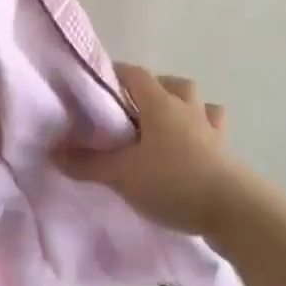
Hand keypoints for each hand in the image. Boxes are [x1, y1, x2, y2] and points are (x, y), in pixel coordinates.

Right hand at [56, 64, 248, 236]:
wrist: (233, 210)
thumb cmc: (173, 182)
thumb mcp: (122, 175)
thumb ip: (87, 163)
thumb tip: (52, 151)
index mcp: (160, 103)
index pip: (135, 74)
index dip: (116, 75)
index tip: (98, 87)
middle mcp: (187, 107)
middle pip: (170, 84)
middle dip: (150, 91)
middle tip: (131, 112)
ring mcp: (210, 129)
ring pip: (196, 103)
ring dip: (180, 107)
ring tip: (163, 127)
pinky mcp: (226, 151)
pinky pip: (212, 130)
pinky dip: (201, 132)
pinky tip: (192, 148)